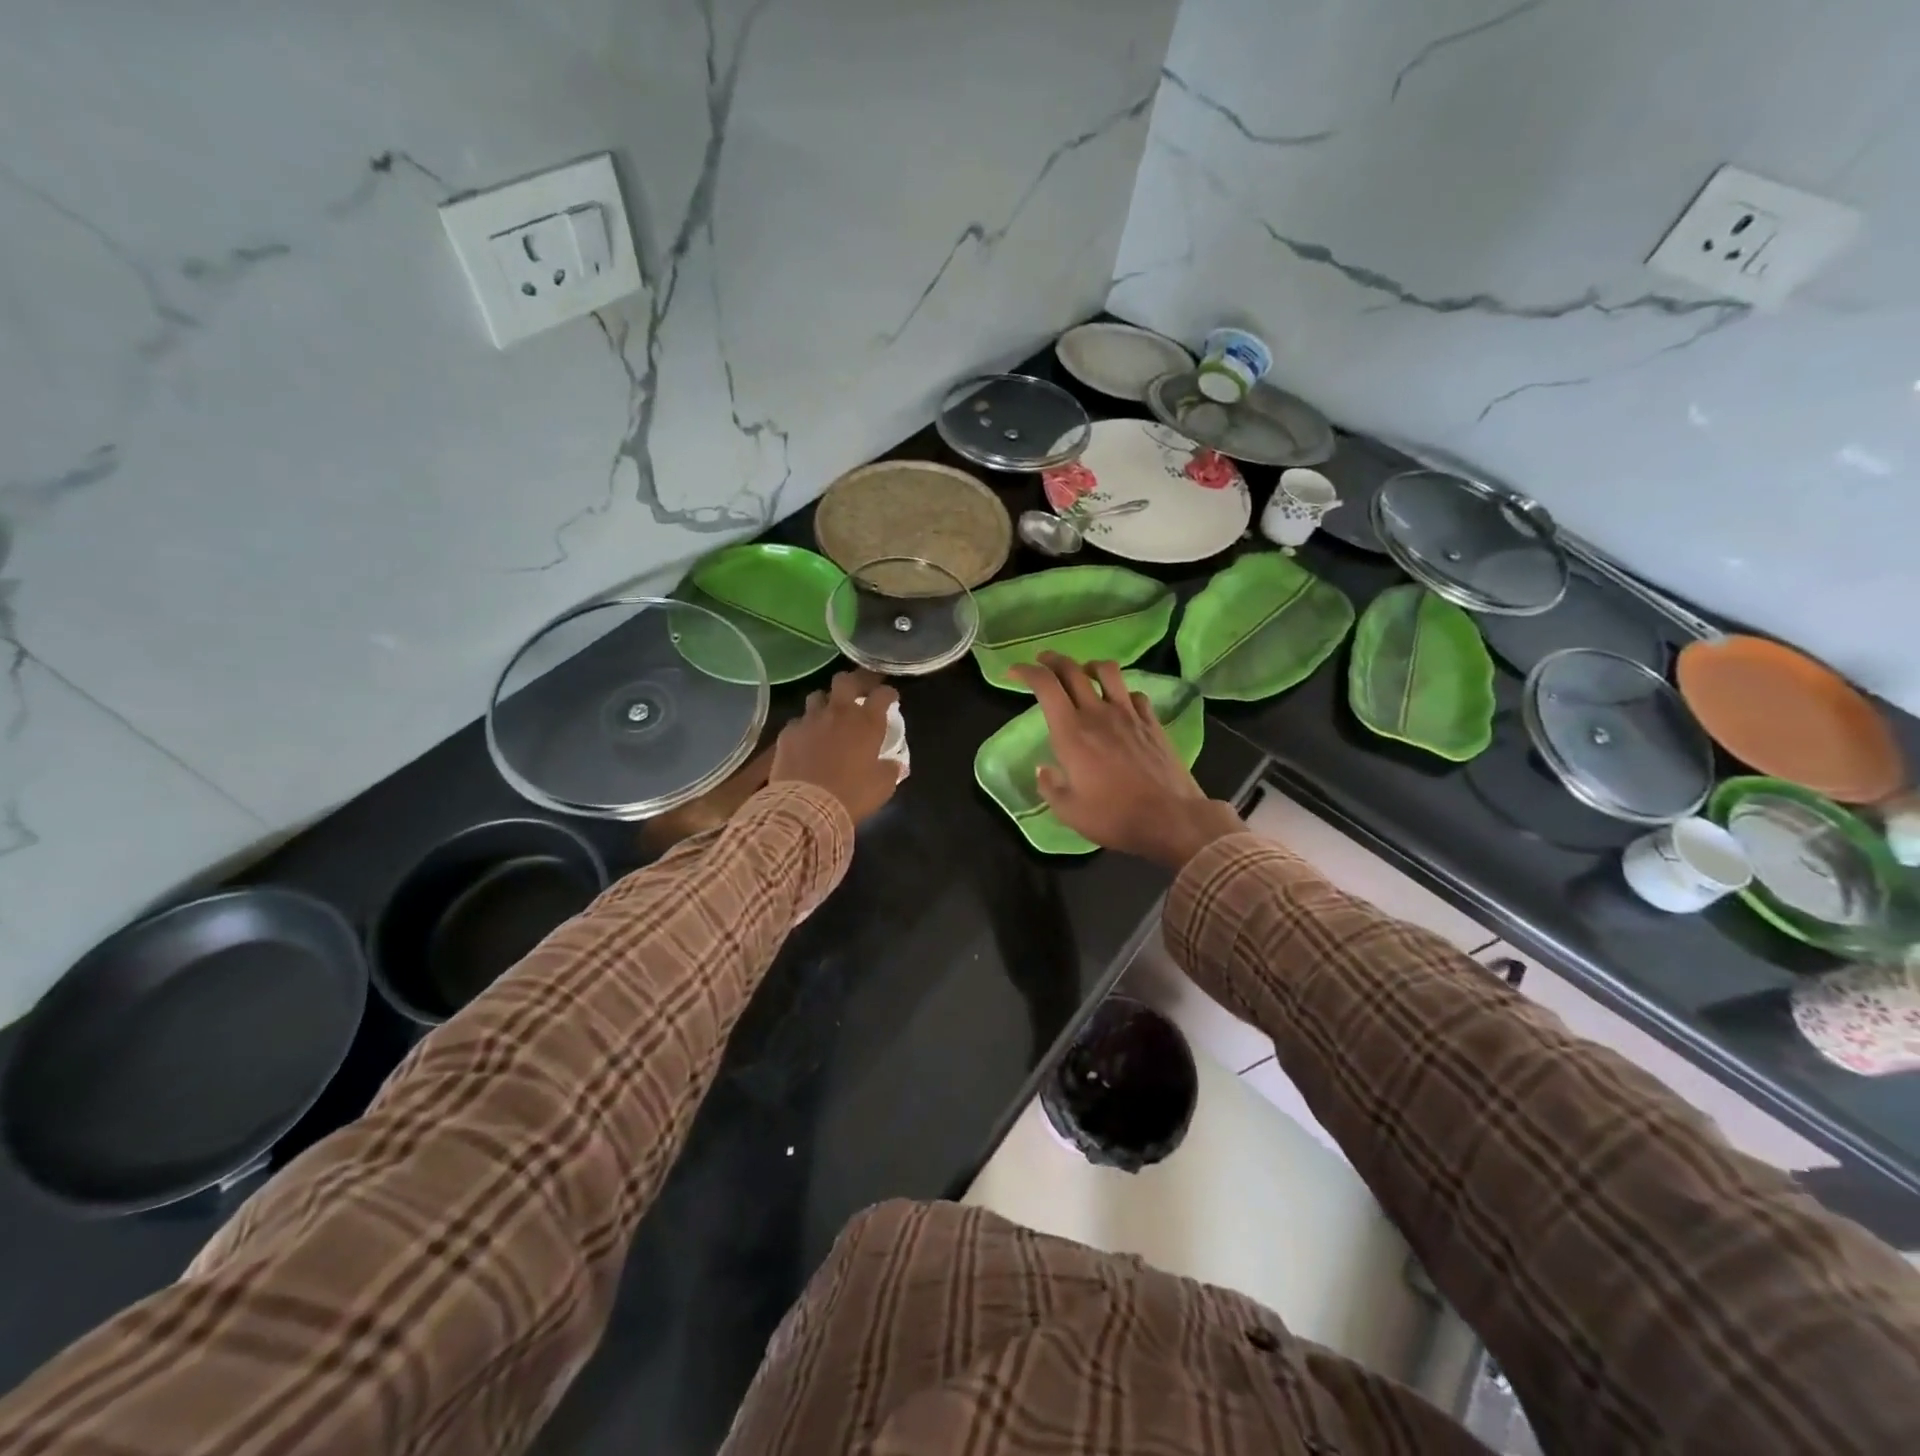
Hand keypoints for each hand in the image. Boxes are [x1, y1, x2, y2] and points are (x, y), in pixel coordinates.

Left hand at [769, 669, 901, 824]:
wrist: (807, 807)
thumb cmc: (852, 795)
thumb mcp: (882, 786)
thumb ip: (890, 769)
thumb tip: (894, 764)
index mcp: (867, 722)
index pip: (882, 694)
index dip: (888, 693)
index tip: (891, 698)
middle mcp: (839, 713)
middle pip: (845, 681)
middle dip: (853, 682)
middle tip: (858, 692)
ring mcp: (810, 720)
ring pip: (817, 696)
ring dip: (825, 703)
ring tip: (828, 715)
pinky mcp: (788, 733)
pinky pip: (797, 722)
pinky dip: (804, 727)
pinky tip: (805, 740)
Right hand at [1008, 653, 1241, 869]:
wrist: (1170, 819)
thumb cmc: (1114, 817)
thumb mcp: (1068, 811)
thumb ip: (1049, 787)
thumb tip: (1043, 770)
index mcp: (1071, 732)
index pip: (1045, 685)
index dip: (1026, 671)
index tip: (1014, 672)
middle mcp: (1097, 714)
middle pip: (1072, 670)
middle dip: (1052, 660)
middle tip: (1042, 663)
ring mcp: (1128, 714)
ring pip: (1107, 671)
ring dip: (1089, 666)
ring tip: (1083, 674)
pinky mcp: (1152, 722)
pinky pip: (1134, 694)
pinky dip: (1121, 692)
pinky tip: (1119, 704)